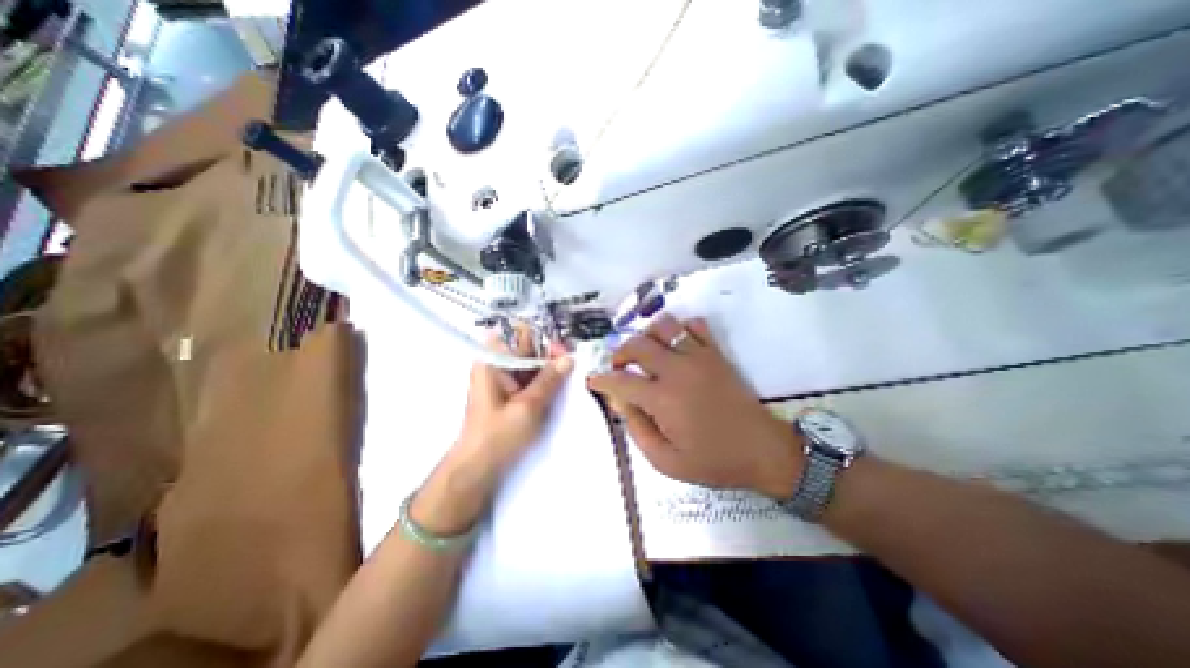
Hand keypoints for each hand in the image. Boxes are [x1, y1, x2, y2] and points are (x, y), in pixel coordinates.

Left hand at [415, 327, 572, 534]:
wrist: (478, 468)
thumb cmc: (498, 435)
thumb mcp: (528, 406)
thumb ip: (549, 380)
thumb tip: (568, 358)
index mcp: (493, 362)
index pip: (520, 334)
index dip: (543, 339)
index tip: (562, 353)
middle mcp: (497, 365)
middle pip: (528, 347)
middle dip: (550, 354)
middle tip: (570, 367)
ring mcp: (504, 379)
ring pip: (532, 363)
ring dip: (550, 369)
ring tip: (569, 378)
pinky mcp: (511, 393)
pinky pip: (531, 378)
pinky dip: (545, 381)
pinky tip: (559, 389)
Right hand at [585, 316, 799, 497]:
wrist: (763, 450)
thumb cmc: (713, 461)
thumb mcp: (666, 461)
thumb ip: (637, 429)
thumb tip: (619, 401)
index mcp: (662, 399)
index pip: (621, 380)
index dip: (602, 380)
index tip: (594, 381)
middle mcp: (677, 370)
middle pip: (637, 344)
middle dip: (620, 352)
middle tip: (619, 367)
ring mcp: (698, 357)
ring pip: (664, 326)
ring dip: (647, 335)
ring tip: (645, 352)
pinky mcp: (715, 353)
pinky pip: (695, 325)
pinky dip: (680, 329)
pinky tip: (676, 346)